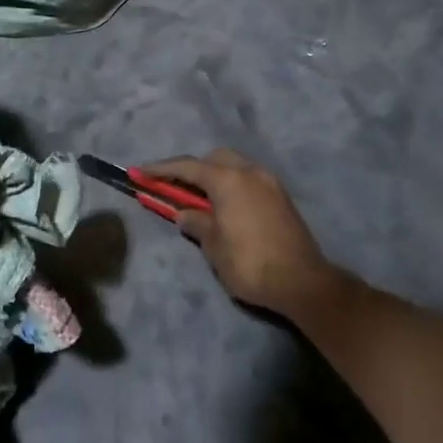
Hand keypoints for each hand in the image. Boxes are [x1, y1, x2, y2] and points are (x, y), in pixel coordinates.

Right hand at [144, 150, 337, 317]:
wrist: (303, 283)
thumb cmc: (250, 263)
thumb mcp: (213, 246)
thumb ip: (196, 224)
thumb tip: (185, 215)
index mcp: (228, 180)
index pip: (187, 167)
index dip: (160, 169)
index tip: (139, 172)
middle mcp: (250, 172)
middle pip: (214, 159)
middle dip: (192, 169)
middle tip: (175, 188)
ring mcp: (270, 183)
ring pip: (235, 167)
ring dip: (215, 177)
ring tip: (200, 200)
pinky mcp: (282, 198)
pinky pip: (249, 181)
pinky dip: (232, 186)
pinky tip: (225, 207)